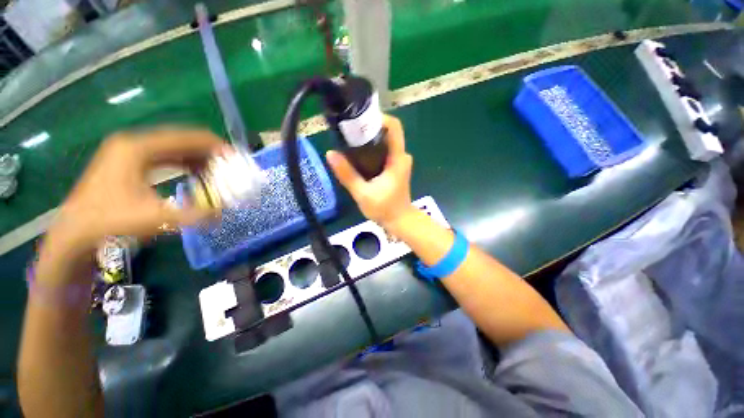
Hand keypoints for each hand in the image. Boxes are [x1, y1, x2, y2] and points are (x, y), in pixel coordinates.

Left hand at [44, 128, 223, 256]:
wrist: (74, 234)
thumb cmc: (110, 222)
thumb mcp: (155, 219)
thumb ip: (194, 215)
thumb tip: (224, 213)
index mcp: (138, 148)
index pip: (185, 137)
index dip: (214, 145)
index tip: (235, 158)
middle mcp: (133, 143)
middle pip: (181, 139)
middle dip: (209, 153)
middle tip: (229, 167)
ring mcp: (128, 151)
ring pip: (174, 148)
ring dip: (198, 159)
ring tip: (217, 173)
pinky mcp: (128, 162)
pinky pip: (165, 156)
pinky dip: (184, 164)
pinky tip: (196, 176)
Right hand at [326, 115, 413, 228]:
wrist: (399, 221)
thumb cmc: (384, 209)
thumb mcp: (362, 194)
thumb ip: (347, 174)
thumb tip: (330, 154)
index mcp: (397, 159)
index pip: (394, 127)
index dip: (379, 118)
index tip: (359, 119)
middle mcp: (402, 156)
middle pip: (387, 132)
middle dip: (368, 129)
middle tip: (349, 133)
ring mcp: (400, 161)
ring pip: (385, 142)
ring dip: (369, 140)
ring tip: (350, 143)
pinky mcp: (396, 167)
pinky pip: (384, 151)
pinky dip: (372, 150)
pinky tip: (358, 156)